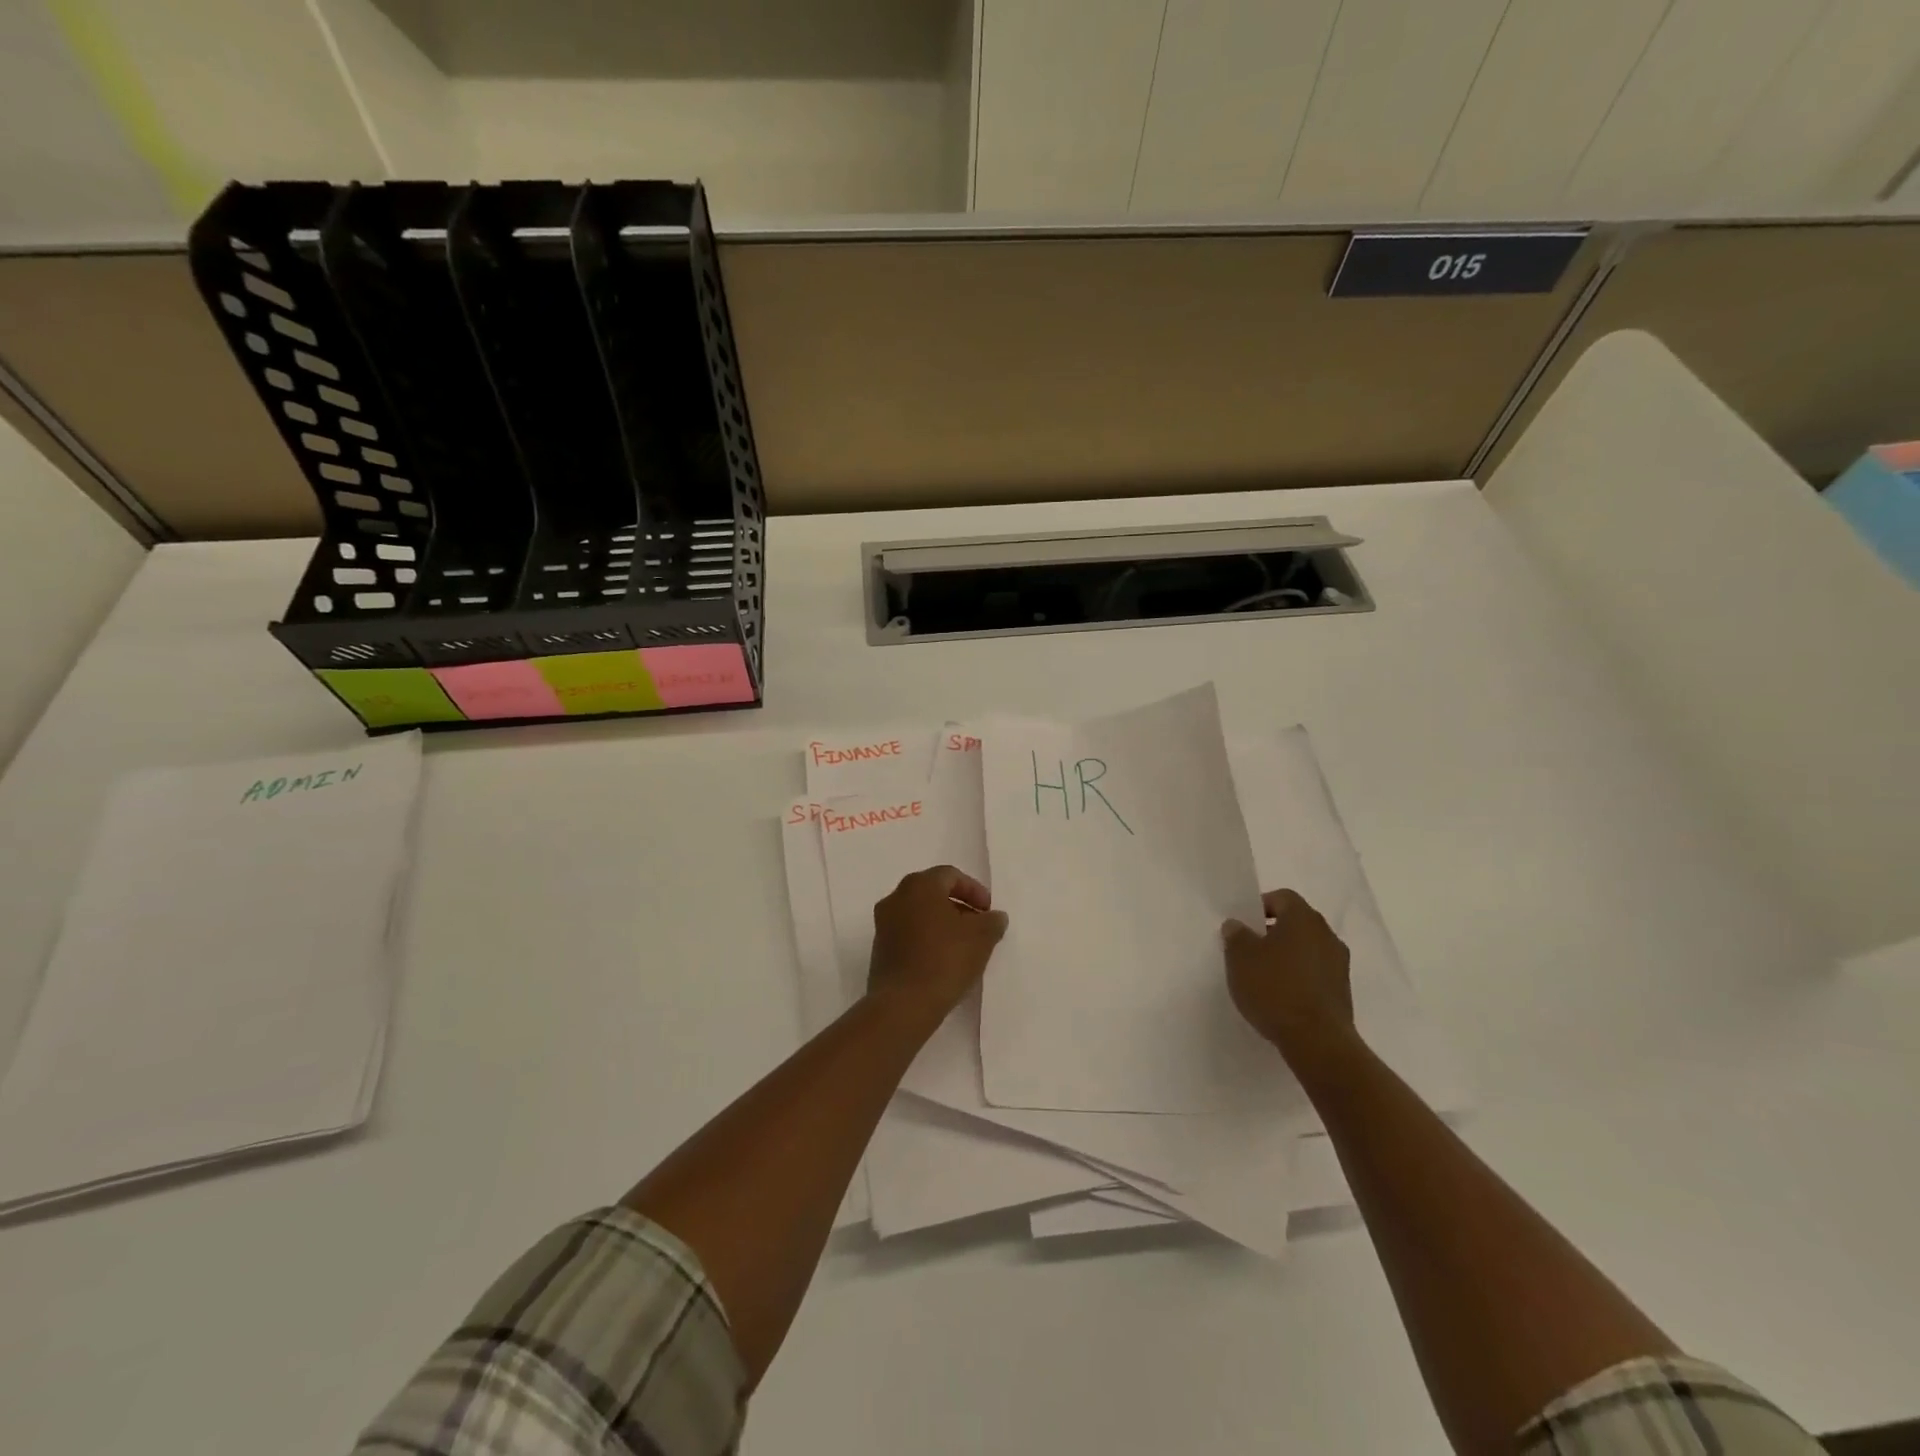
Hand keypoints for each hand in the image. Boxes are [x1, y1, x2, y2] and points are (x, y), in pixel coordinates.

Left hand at [868, 865, 1008, 1018]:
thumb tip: (994, 916)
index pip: (951, 875)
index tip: (988, 912)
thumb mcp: (982, 938)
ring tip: (963, 946)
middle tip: (978, 926)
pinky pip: (908, 934)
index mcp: (919, 885)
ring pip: (919, 914)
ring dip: (942, 924)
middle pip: (933, 892)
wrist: (903, 1004)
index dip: (974, 890)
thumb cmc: (945, 960)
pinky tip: (942, 960)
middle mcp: (896, 897)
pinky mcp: (879, 949)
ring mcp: (883, 923)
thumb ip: (992, 921)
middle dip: (958, 906)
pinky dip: (926, 939)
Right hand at [1223, 889, 1356, 1076]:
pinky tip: (1282, 996)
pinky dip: (1299, 977)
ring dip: (1288, 956)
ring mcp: (1339, 964)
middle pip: (1297, 922)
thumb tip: (1237, 925)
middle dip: (1273, 932)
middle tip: (1250, 949)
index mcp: (1303, 918)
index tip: (1244, 926)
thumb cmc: (1274, 988)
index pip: (1282, 897)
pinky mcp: (1342, 992)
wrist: (1317, 1041)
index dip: (1261, 906)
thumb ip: (1236, 935)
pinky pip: (1316, 973)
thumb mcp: (1240, 957)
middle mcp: (1327, 935)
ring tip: (1264, 976)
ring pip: (1307, 948)